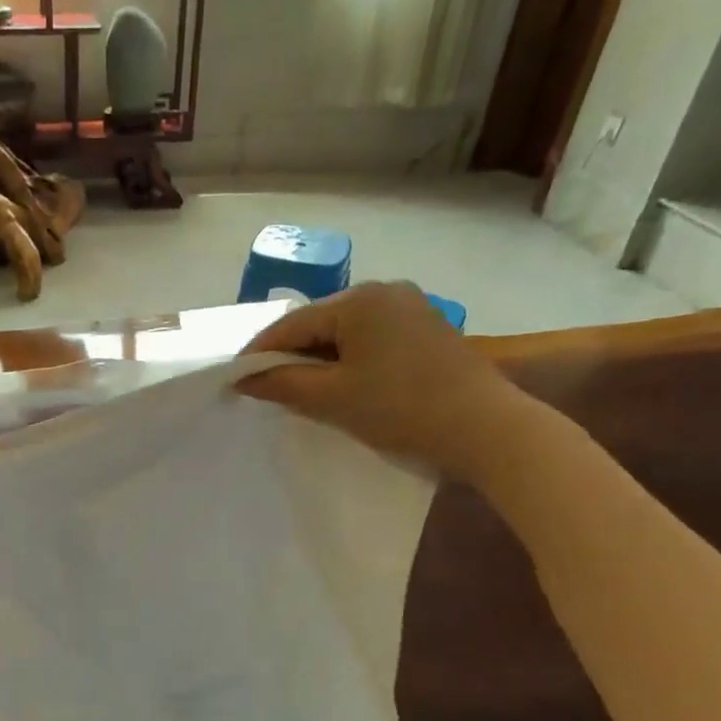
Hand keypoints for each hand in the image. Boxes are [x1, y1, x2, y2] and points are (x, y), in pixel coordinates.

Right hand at [237, 282, 534, 481]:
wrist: (485, 429)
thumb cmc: (400, 409)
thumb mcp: (332, 398)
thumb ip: (282, 383)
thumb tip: (243, 378)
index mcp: (359, 300)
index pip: (293, 324)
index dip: (260, 352)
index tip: (235, 378)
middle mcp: (385, 291)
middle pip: (320, 323)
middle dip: (292, 355)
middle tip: (267, 388)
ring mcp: (411, 308)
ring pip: (347, 333)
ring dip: (321, 360)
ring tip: (303, 391)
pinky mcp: (428, 330)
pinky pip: (373, 340)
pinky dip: (351, 360)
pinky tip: (345, 385)